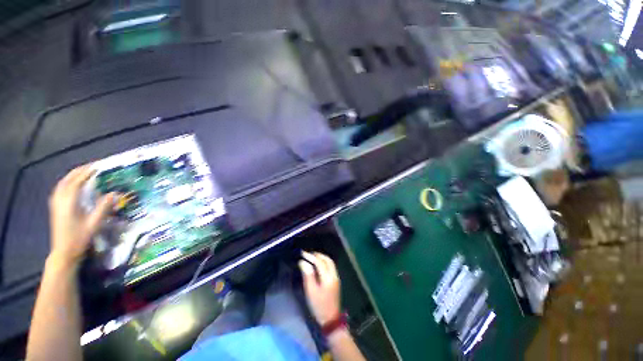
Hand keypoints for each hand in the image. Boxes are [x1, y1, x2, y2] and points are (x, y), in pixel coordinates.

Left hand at [48, 164, 114, 267]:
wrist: (64, 252)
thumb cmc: (80, 238)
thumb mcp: (94, 224)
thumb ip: (103, 207)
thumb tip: (115, 193)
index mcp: (69, 203)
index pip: (77, 182)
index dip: (87, 173)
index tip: (98, 166)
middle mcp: (60, 200)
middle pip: (68, 180)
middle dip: (79, 171)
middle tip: (92, 167)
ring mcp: (56, 204)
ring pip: (62, 184)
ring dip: (73, 176)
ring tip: (84, 172)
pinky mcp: (55, 207)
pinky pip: (60, 189)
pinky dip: (67, 182)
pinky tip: (72, 184)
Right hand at [298, 251, 340, 324]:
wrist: (331, 320)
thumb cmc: (319, 306)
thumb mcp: (311, 291)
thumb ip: (308, 275)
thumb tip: (303, 262)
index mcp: (327, 278)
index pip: (319, 262)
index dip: (311, 256)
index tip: (302, 253)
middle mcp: (334, 275)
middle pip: (327, 260)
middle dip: (318, 255)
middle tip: (308, 254)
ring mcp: (336, 278)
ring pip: (330, 262)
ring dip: (322, 258)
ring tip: (312, 257)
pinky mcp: (336, 281)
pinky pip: (331, 267)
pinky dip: (325, 262)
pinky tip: (319, 264)